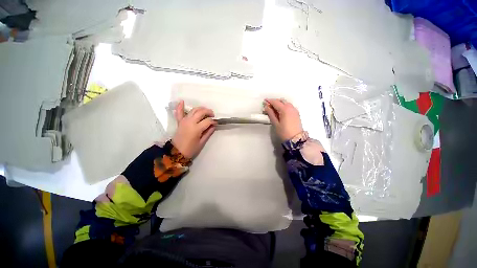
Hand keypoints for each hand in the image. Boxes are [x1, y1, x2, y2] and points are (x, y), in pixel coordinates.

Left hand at [172, 100, 216, 157]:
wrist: (176, 152)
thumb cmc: (191, 149)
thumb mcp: (201, 142)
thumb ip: (208, 133)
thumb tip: (213, 126)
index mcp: (196, 129)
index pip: (208, 121)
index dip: (213, 121)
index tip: (216, 123)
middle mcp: (190, 122)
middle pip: (201, 112)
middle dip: (208, 112)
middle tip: (212, 115)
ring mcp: (184, 121)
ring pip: (193, 110)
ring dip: (200, 108)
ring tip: (205, 111)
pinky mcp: (180, 122)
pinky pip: (179, 113)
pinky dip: (180, 107)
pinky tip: (182, 101)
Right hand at [264, 98, 302, 140]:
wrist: (296, 139)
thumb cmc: (285, 133)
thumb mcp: (275, 123)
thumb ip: (271, 114)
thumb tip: (267, 107)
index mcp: (285, 110)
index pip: (276, 102)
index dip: (269, 101)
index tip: (264, 101)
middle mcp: (291, 108)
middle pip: (281, 101)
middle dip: (274, 101)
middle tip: (268, 105)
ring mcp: (294, 110)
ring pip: (286, 103)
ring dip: (279, 103)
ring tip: (273, 109)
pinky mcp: (296, 114)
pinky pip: (289, 106)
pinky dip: (284, 106)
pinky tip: (280, 111)